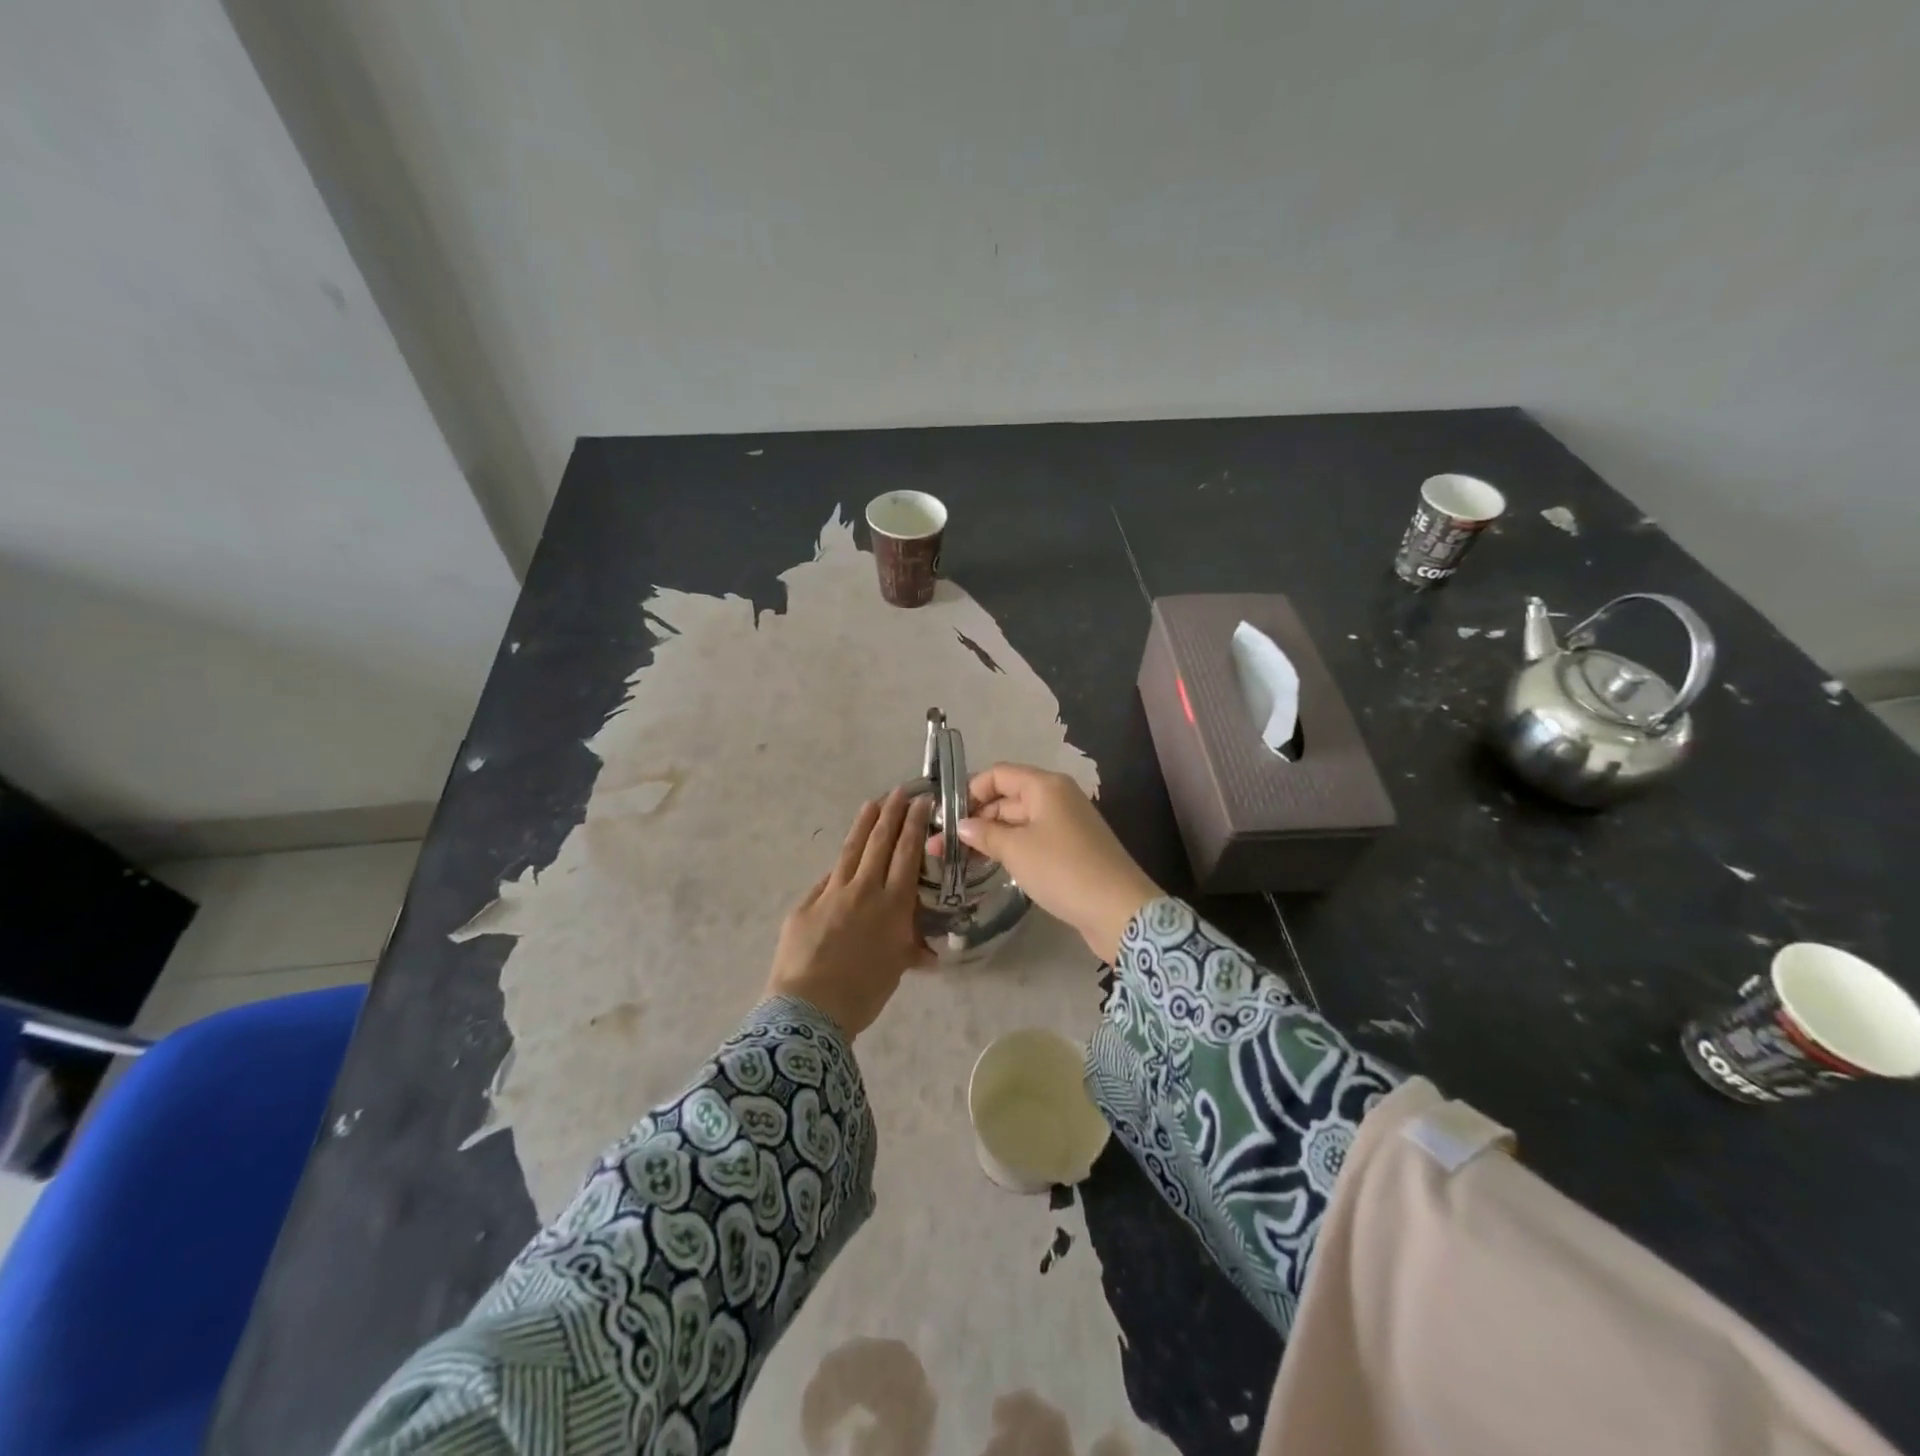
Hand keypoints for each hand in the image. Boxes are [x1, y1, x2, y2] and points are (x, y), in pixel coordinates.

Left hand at [767, 788, 934, 1036]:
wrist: (810, 1008)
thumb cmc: (862, 994)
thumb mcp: (896, 970)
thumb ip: (909, 950)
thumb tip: (929, 953)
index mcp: (893, 905)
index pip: (906, 854)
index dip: (913, 825)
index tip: (920, 802)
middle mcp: (865, 890)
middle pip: (880, 843)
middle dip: (892, 814)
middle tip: (900, 791)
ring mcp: (831, 893)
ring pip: (851, 850)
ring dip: (863, 824)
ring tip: (872, 803)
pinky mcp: (805, 904)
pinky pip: (827, 880)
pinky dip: (839, 867)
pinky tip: (843, 859)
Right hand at [939, 763, 1160, 963]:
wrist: (1119, 910)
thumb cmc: (1063, 870)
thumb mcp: (1016, 850)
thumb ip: (984, 834)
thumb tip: (961, 825)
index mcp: (1045, 786)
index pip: (998, 774)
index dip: (970, 791)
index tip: (946, 818)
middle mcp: (1058, 797)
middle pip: (1008, 797)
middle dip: (976, 818)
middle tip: (943, 846)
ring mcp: (1068, 824)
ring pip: (1020, 821)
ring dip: (992, 836)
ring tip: (960, 859)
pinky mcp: (1073, 849)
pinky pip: (1034, 839)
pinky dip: (1012, 848)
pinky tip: (992, 866)